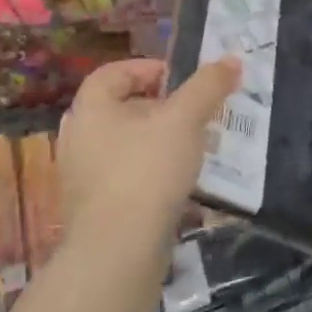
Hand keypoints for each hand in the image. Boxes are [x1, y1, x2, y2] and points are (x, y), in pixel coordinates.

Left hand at [55, 57, 239, 257]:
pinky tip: (178, 183)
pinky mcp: (94, 208)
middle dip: (160, 107)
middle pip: (120, 108)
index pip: (114, 72)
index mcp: (90, 108)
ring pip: (124, 144)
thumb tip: (232, 60)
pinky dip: (150, 172)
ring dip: (158, 141)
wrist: (118, 252)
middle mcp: (78, 137)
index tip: (182, 80)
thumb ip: (208, 87)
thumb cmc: (147, 171)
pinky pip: (125, 176)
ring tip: (192, 148)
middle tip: (193, 114)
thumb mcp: (185, 120)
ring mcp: (82, 176)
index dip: (149, 68)